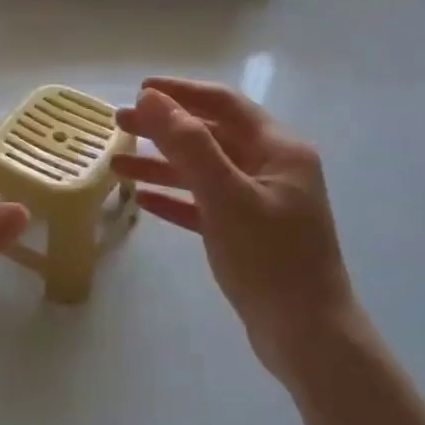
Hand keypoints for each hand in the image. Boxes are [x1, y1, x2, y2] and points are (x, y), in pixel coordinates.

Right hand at [114, 79, 359, 374]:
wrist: (307, 334)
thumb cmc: (270, 259)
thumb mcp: (226, 196)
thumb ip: (188, 145)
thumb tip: (152, 99)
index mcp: (278, 150)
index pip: (224, 105)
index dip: (181, 93)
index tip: (139, 90)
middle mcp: (272, 169)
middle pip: (211, 136)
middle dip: (165, 129)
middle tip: (119, 124)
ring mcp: (261, 203)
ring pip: (204, 172)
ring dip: (163, 165)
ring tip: (117, 164)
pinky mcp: (248, 234)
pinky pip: (206, 205)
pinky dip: (176, 198)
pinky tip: (144, 200)